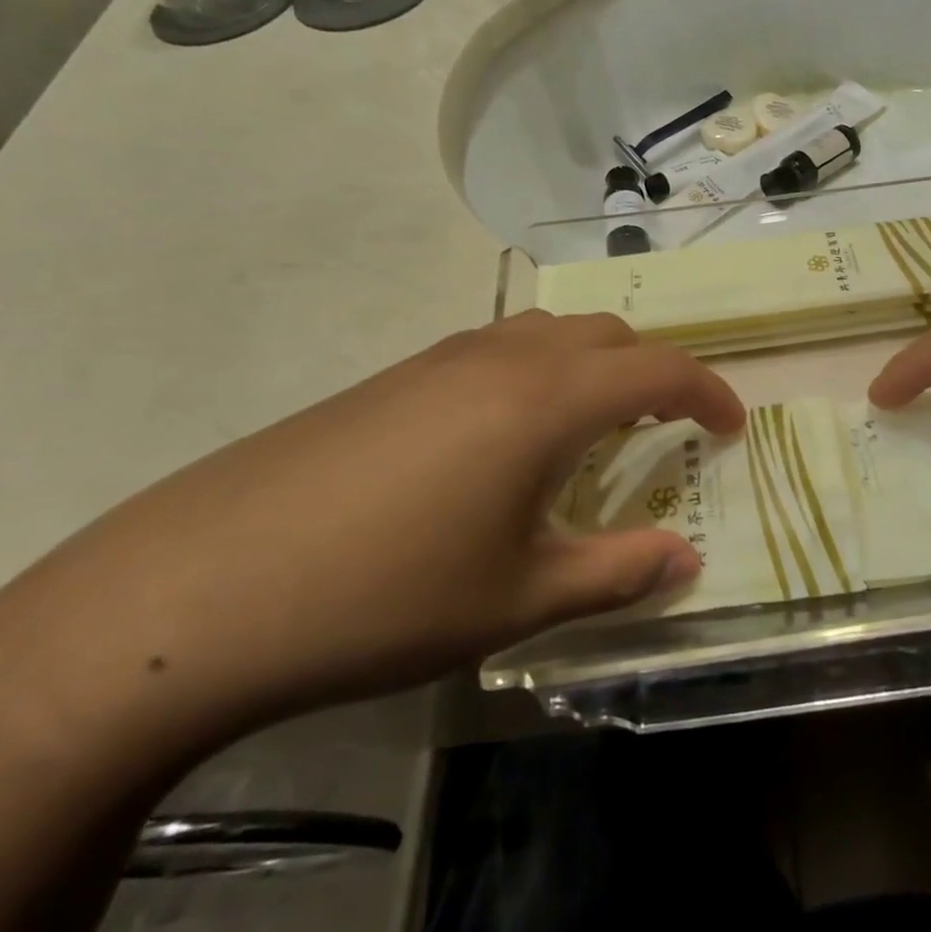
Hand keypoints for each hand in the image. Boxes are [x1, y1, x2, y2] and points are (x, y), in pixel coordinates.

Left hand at [0, 311, 743, 747]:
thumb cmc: (385, 596)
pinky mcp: (393, 377)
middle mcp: (502, 358)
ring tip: (595, 427)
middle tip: (667, 428)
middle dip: (654, 371)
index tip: (732, 428)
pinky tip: (509, 438)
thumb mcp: (518, 598)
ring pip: (550, 333)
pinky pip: (496, 350)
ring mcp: (440, 359)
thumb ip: (617, 573)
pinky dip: (538, 373)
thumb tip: (686, 561)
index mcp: (547, 399)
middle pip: (607, 335)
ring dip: (594, 366)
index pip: (660, 370)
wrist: (198, 590)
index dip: (709, 393)